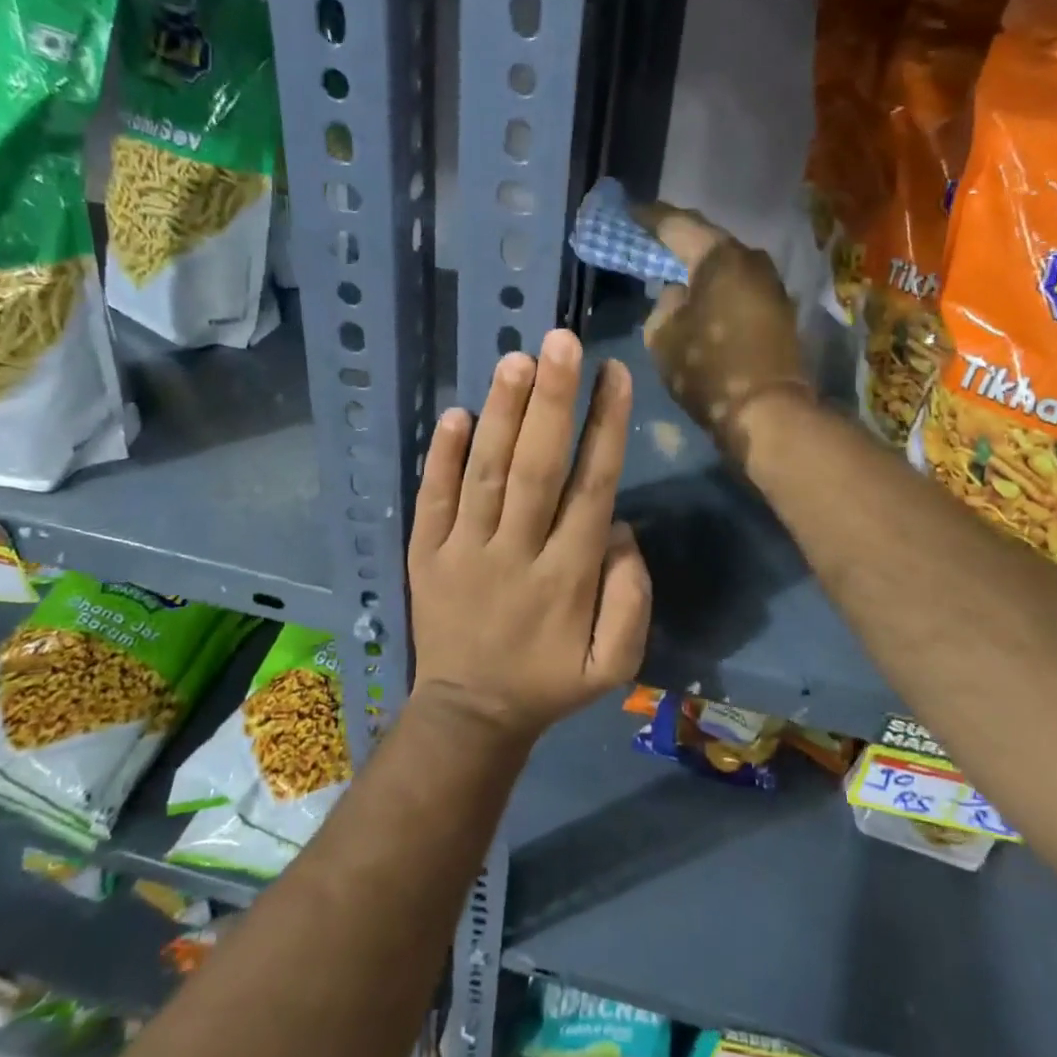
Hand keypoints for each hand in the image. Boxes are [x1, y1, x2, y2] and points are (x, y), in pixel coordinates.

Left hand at [407, 329, 651, 744]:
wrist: (469, 715)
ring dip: (501, 415)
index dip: (605, 429)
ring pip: (485, 473)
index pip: (592, 489)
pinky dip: (440, 456)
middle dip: (553, 403)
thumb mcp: (613, 665)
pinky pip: (432, 499)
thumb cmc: (548, 681)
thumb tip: (620, 530)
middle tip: (563, 341)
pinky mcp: (425, 554)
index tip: (615, 374)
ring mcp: (463, 551)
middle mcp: (516, 553)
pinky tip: (455, 412)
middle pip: (537, 469)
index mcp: (567, 578)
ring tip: (517, 360)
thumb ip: (630, 599)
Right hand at [633, 201, 811, 459]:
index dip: (648, 218)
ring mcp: (771, 285)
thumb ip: (663, 304)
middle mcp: (752, 259)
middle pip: (706, 240)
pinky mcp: (779, 310)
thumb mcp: (663, 336)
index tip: (628, 213)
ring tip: (673, 270)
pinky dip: (717, 287)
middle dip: (677, 240)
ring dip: (700, 267)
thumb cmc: (709, 369)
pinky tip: (701, 297)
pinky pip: (739, 287)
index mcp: (719, 256)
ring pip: (726, 265)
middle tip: (649, 240)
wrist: (769, 413)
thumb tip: (677, 293)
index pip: (676, 224)